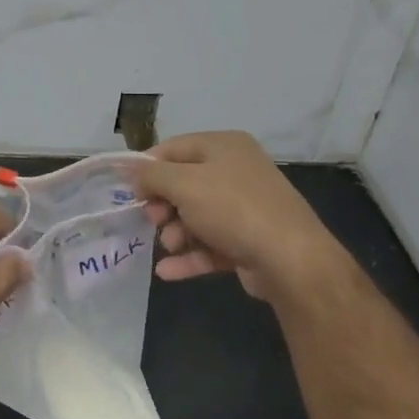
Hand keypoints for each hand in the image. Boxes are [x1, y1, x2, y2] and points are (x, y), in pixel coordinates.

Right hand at [126, 131, 348, 302]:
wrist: (291, 259)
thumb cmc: (233, 209)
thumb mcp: (184, 184)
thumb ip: (151, 175)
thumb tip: (128, 169)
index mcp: (224, 147)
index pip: (173, 148)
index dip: (147, 168)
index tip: (127, 191)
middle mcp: (235, 172)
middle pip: (183, 184)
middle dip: (162, 206)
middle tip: (153, 220)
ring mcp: (243, 208)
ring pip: (195, 217)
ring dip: (175, 233)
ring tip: (170, 247)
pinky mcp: (247, 241)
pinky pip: (209, 245)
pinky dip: (189, 256)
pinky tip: (166, 271)